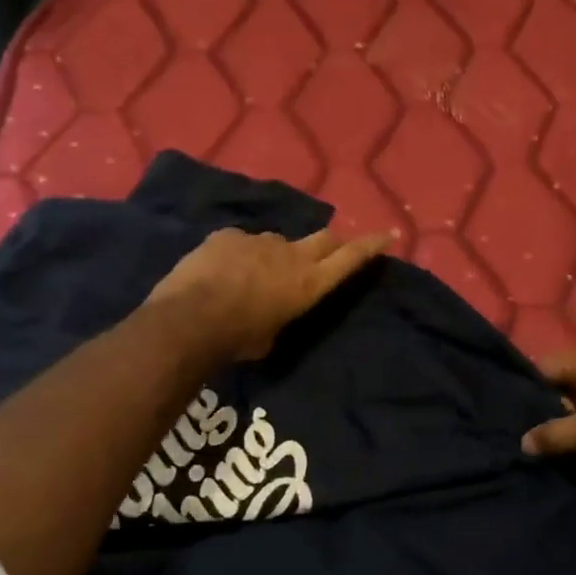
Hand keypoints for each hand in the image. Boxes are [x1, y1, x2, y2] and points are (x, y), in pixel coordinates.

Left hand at [147, 226, 392, 361]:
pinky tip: (219, 273)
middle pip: (324, 238)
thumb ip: (280, 316)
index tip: (387, 234)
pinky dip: (237, 256)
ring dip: (272, 256)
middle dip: (330, 244)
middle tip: (325, 253)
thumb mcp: (270, 338)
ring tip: (250, 277)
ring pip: (275, 243)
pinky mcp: (228, 235)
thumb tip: (273, 310)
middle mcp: (291, 255)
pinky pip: (240, 243)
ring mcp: (258, 240)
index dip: (370, 246)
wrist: (188, 320)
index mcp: (308, 284)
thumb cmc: (236, 340)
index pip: (350, 258)